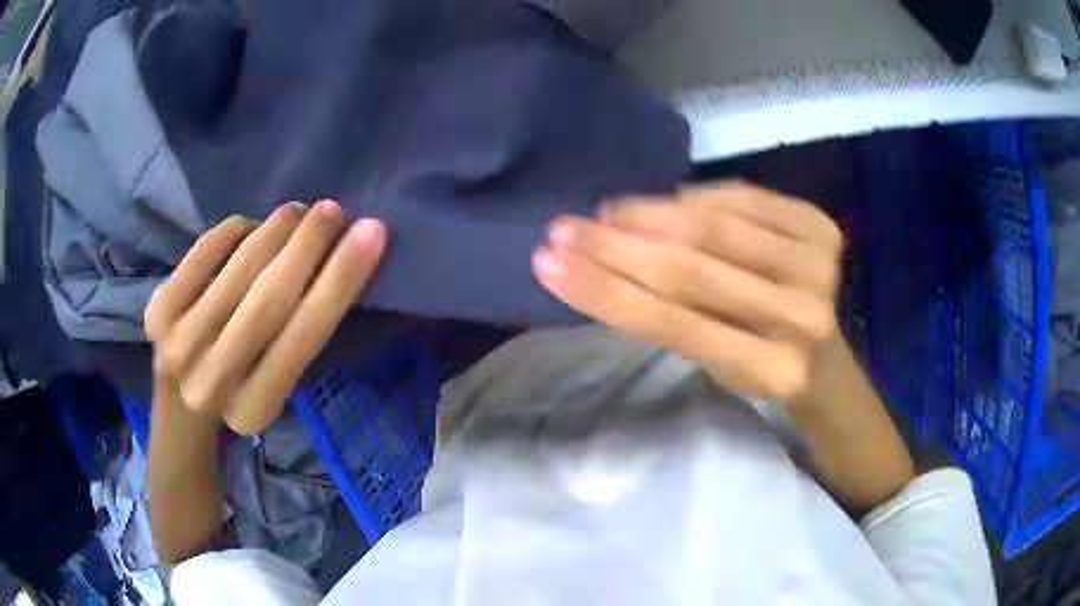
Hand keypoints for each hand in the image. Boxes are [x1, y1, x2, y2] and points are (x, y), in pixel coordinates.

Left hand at [145, 200, 386, 434]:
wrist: (180, 405)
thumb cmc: (241, 388)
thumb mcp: (279, 383)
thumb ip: (303, 335)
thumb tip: (341, 258)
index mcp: (255, 410)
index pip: (304, 336)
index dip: (341, 279)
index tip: (372, 231)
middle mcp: (211, 383)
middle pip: (270, 299)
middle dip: (309, 244)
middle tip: (332, 211)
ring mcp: (177, 345)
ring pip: (239, 267)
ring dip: (277, 229)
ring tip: (296, 214)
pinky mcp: (157, 311)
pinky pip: (207, 249)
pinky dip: (235, 230)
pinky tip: (249, 228)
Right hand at [533, 182, 842, 401]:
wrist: (826, 356)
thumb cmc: (763, 368)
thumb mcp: (716, 368)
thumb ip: (670, 321)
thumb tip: (607, 257)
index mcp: (772, 370)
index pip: (673, 322)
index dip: (604, 290)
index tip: (548, 265)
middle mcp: (803, 315)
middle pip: (690, 267)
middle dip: (613, 246)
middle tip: (562, 230)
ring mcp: (818, 265)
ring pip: (712, 225)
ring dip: (646, 214)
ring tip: (606, 212)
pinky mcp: (821, 227)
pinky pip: (742, 198)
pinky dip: (695, 197)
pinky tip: (663, 202)